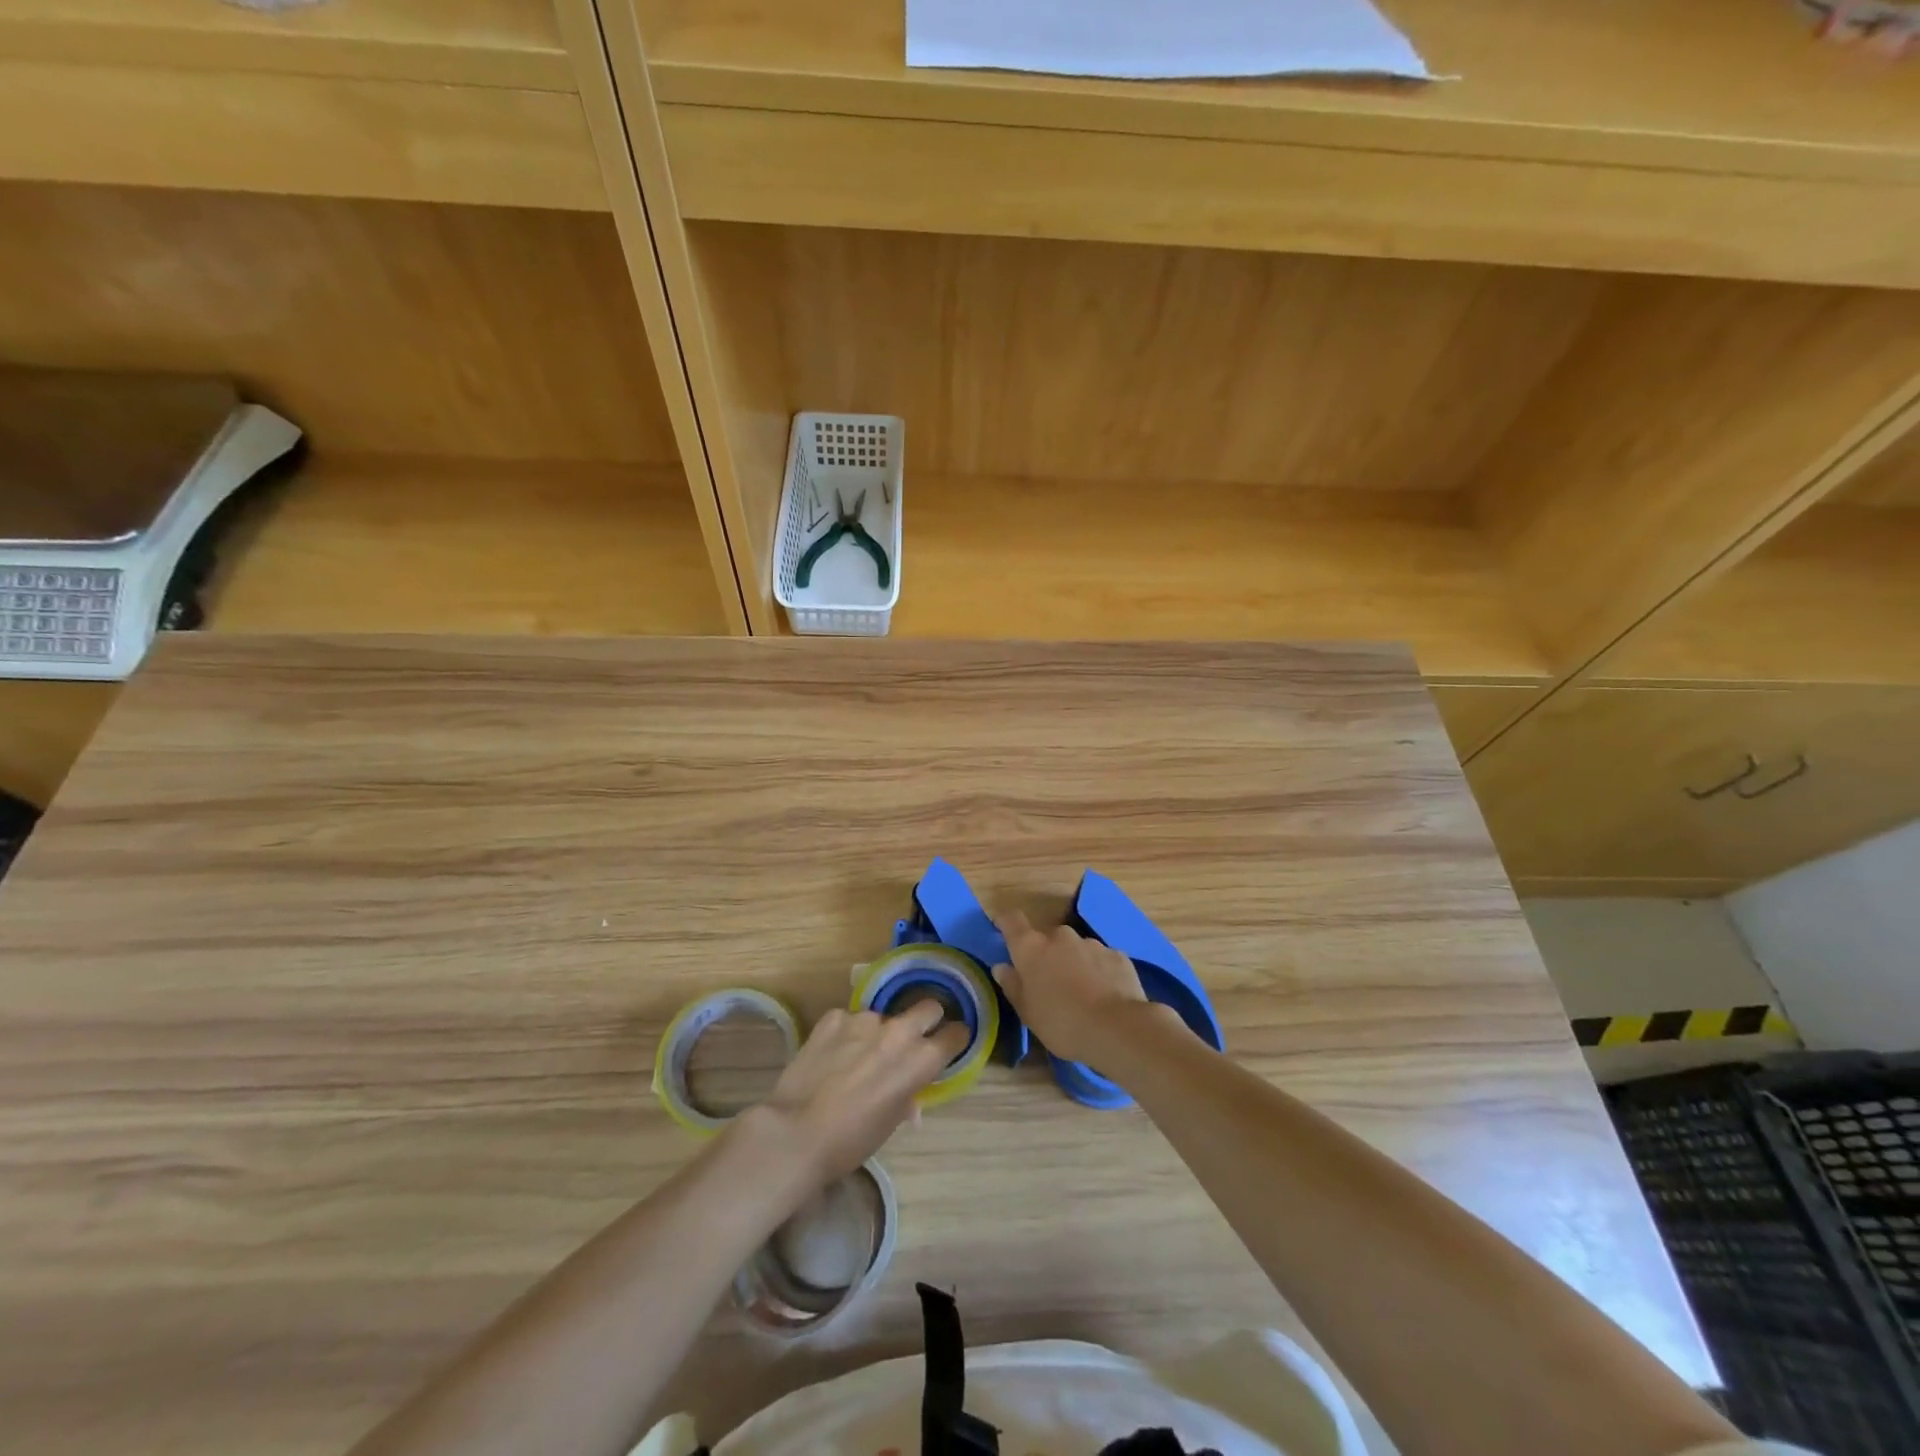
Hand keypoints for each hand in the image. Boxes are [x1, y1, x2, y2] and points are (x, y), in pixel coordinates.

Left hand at [759, 1002, 968, 1181]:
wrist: (796, 1132)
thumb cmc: (851, 1141)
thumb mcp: (889, 1124)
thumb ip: (906, 1099)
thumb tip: (909, 1097)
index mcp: (920, 1060)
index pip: (955, 1034)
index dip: (954, 1039)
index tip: (949, 1043)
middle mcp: (898, 1031)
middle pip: (928, 1007)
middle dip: (926, 1019)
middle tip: (912, 1039)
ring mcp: (864, 1019)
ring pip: (882, 1017)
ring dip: (877, 1032)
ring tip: (856, 1056)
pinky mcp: (834, 1017)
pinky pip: (848, 1020)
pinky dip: (845, 1034)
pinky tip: (831, 1055)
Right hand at [991, 909, 1159, 1063]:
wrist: (1117, 1028)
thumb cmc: (1061, 1023)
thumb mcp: (1027, 1012)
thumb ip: (1012, 985)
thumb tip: (1002, 967)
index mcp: (1032, 948)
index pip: (1012, 921)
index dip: (1005, 922)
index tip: (1001, 928)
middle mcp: (1060, 936)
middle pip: (1047, 939)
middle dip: (1047, 955)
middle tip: (1050, 983)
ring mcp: (1091, 943)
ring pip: (1076, 949)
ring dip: (1074, 963)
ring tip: (1082, 994)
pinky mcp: (1117, 955)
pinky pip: (1100, 960)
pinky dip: (1099, 972)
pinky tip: (1105, 996)